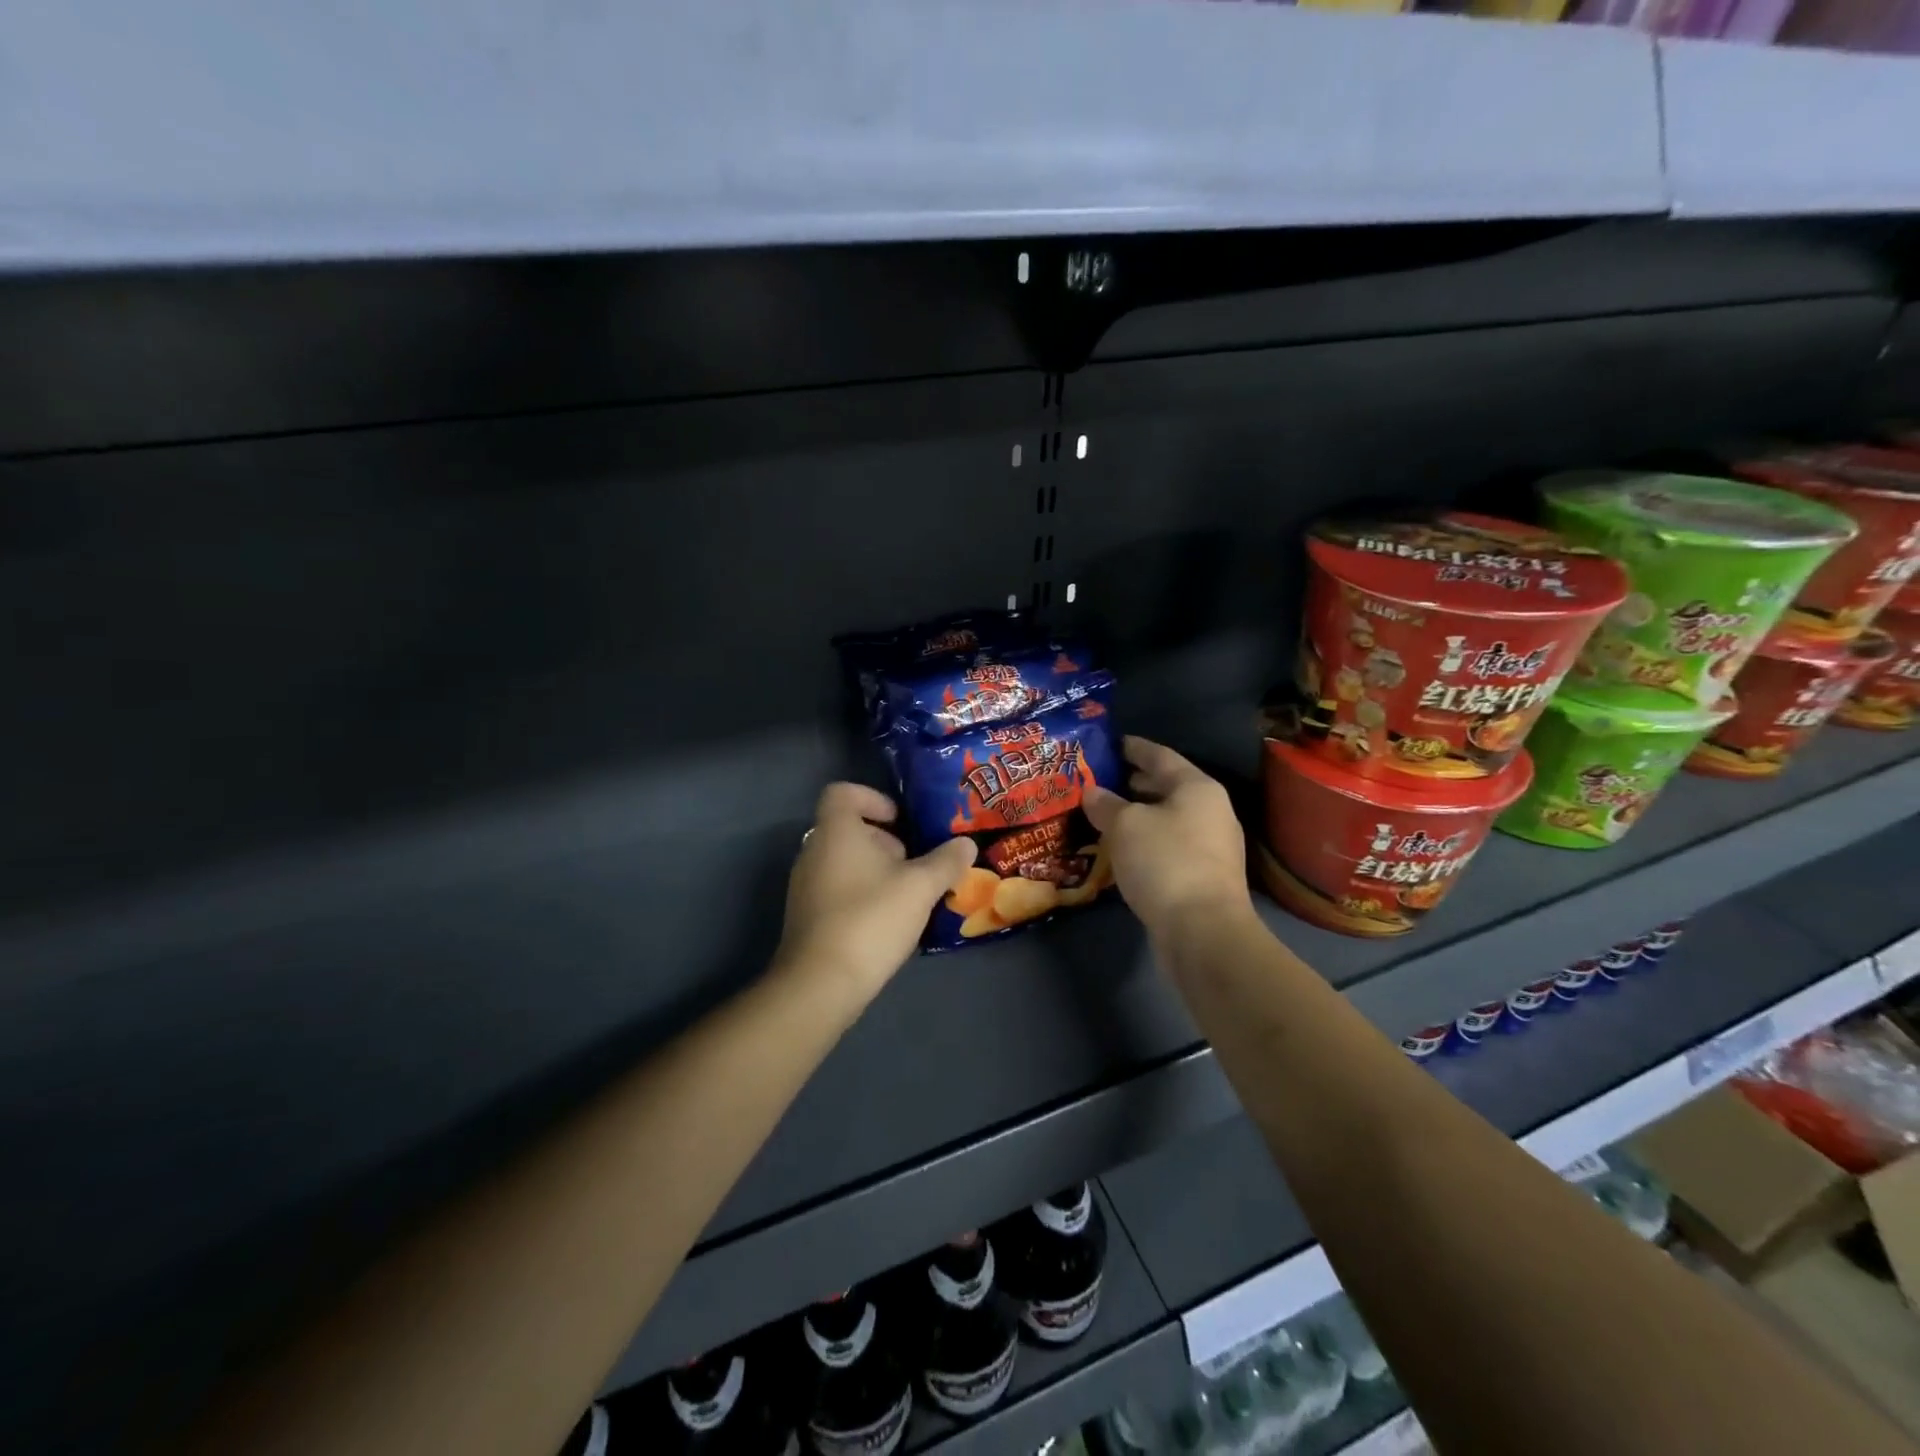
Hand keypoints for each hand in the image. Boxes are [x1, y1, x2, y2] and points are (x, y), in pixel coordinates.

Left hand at [775, 783, 978, 1006]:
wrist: (821, 983)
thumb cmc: (871, 918)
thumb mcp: (920, 887)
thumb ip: (946, 861)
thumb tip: (966, 843)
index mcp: (836, 831)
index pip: (843, 792)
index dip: (874, 798)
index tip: (902, 821)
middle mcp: (813, 850)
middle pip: (848, 828)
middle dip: (885, 841)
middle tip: (915, 863)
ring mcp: (805, 885)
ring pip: (844, 861)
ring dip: (876, 871)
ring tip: (908, 896)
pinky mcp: (806, 916)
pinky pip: (836, 889)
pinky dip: (862, 894)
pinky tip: (888, 922)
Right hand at [1083, 736, 1252, 939]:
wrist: (1203, 931)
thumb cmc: (1164, 862)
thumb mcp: (1125, 826)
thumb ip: (1105, 804)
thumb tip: (1092, 792)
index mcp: (1197, 787)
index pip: (1159, 755)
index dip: (1132, 748)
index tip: (1108, 743)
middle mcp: (1210, 811)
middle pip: (1167, 787)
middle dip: (1132, 783)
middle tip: (1099, 780)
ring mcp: (1212, 846)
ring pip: (1167, 819)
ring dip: (1138, 815)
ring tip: (1104, 814)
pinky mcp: (1205, 877)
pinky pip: (1169, 846)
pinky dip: (1146, 841)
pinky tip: (1122, 850)